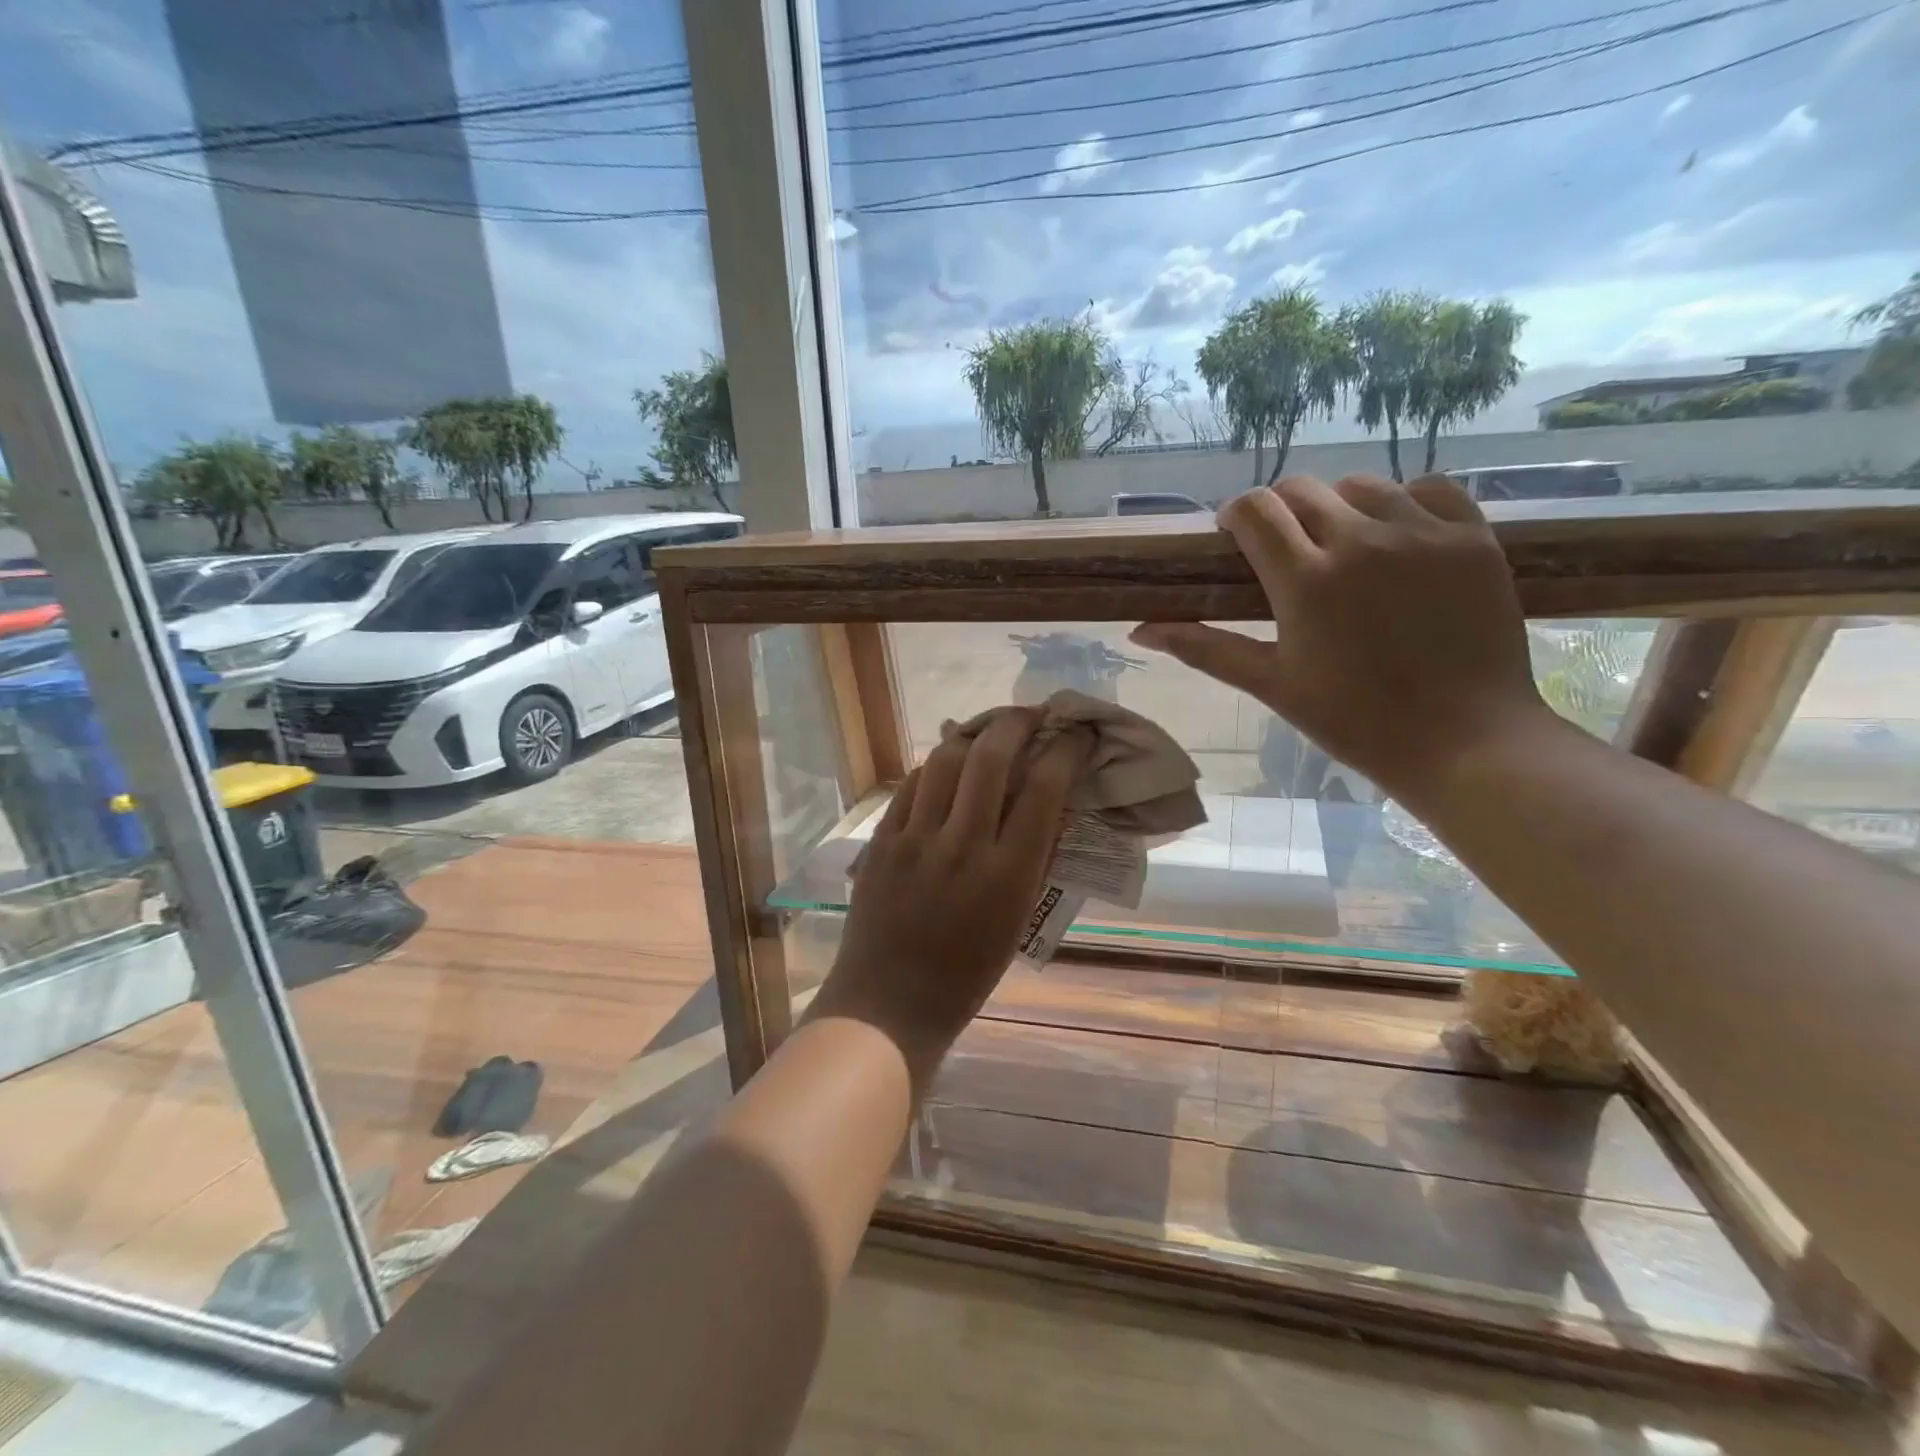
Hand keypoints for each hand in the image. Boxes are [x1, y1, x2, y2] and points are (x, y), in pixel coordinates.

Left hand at [809, 709, 1091, 1084]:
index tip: (1076, 734)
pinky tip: (948, 764)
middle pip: (990, 757)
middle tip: (1032, 716)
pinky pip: (912, 784)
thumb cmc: (966, 974)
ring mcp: (915, 839)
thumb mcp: (1017, 920)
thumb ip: (1034, 858)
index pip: (1043, 788)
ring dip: (974, 735)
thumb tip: (1048, 801)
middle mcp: (962, 846)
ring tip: (989, 731)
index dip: (1065, 749)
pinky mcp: (882, 839)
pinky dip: (936, 765)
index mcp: (1008, 875)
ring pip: (945, 759)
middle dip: (1017, 723)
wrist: (889, 1003)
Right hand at [1131, 473, 1550, 803]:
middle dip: (1281, 511)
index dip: (1237, 515)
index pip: (1256, 509)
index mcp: (1305, 580)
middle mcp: (1361, 540)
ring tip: (1343, 545)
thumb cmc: (1354, 720)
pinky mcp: (1473, 537)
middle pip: (1302, 490)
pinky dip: (1404, 502)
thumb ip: (1204, 647)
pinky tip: (1398, 537)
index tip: (1235, 537)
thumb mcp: (1271, 684)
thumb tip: (1139, 630)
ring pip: (1362, 485)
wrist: (1464, 739)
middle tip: (1285, 550)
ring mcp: (1423, 533)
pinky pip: (1428, 488)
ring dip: (1338, 505)